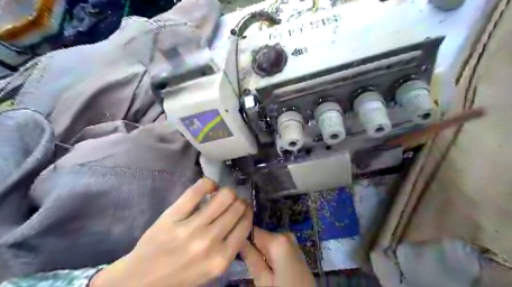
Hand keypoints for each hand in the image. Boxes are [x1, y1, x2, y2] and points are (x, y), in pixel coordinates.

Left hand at [91, 178, 252, 284]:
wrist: (141, 280)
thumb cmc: (180, 276)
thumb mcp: (211, 271)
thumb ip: (229, 248)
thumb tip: (240, 219)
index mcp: (221, 259)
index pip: (245, 224)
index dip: (248, 212)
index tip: (245, 208)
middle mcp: (210, 241)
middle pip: (237, 207)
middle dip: (240, 201)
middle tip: (235, 201)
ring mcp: (191, 226)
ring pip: (224, 196)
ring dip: (228, 192)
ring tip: (223, 194)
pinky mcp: (174, 215)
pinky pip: (198, 189)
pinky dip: (209, 183)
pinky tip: (210, 187)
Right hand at [241, 227, 316, 285]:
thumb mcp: (263, 281)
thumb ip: (250, 257)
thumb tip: (238, 239)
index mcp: (277, 240)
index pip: (252, 230)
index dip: (242, 237)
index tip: (234, 246)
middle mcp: (285, 235)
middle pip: (260, 235)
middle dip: (252, 246)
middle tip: (245, 261)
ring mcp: (291, 241)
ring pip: (266, 241)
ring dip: (260, 251)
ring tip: (256, 265)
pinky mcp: (293, 248)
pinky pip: (275, 246)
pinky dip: (268, 253)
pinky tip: (267, 265)